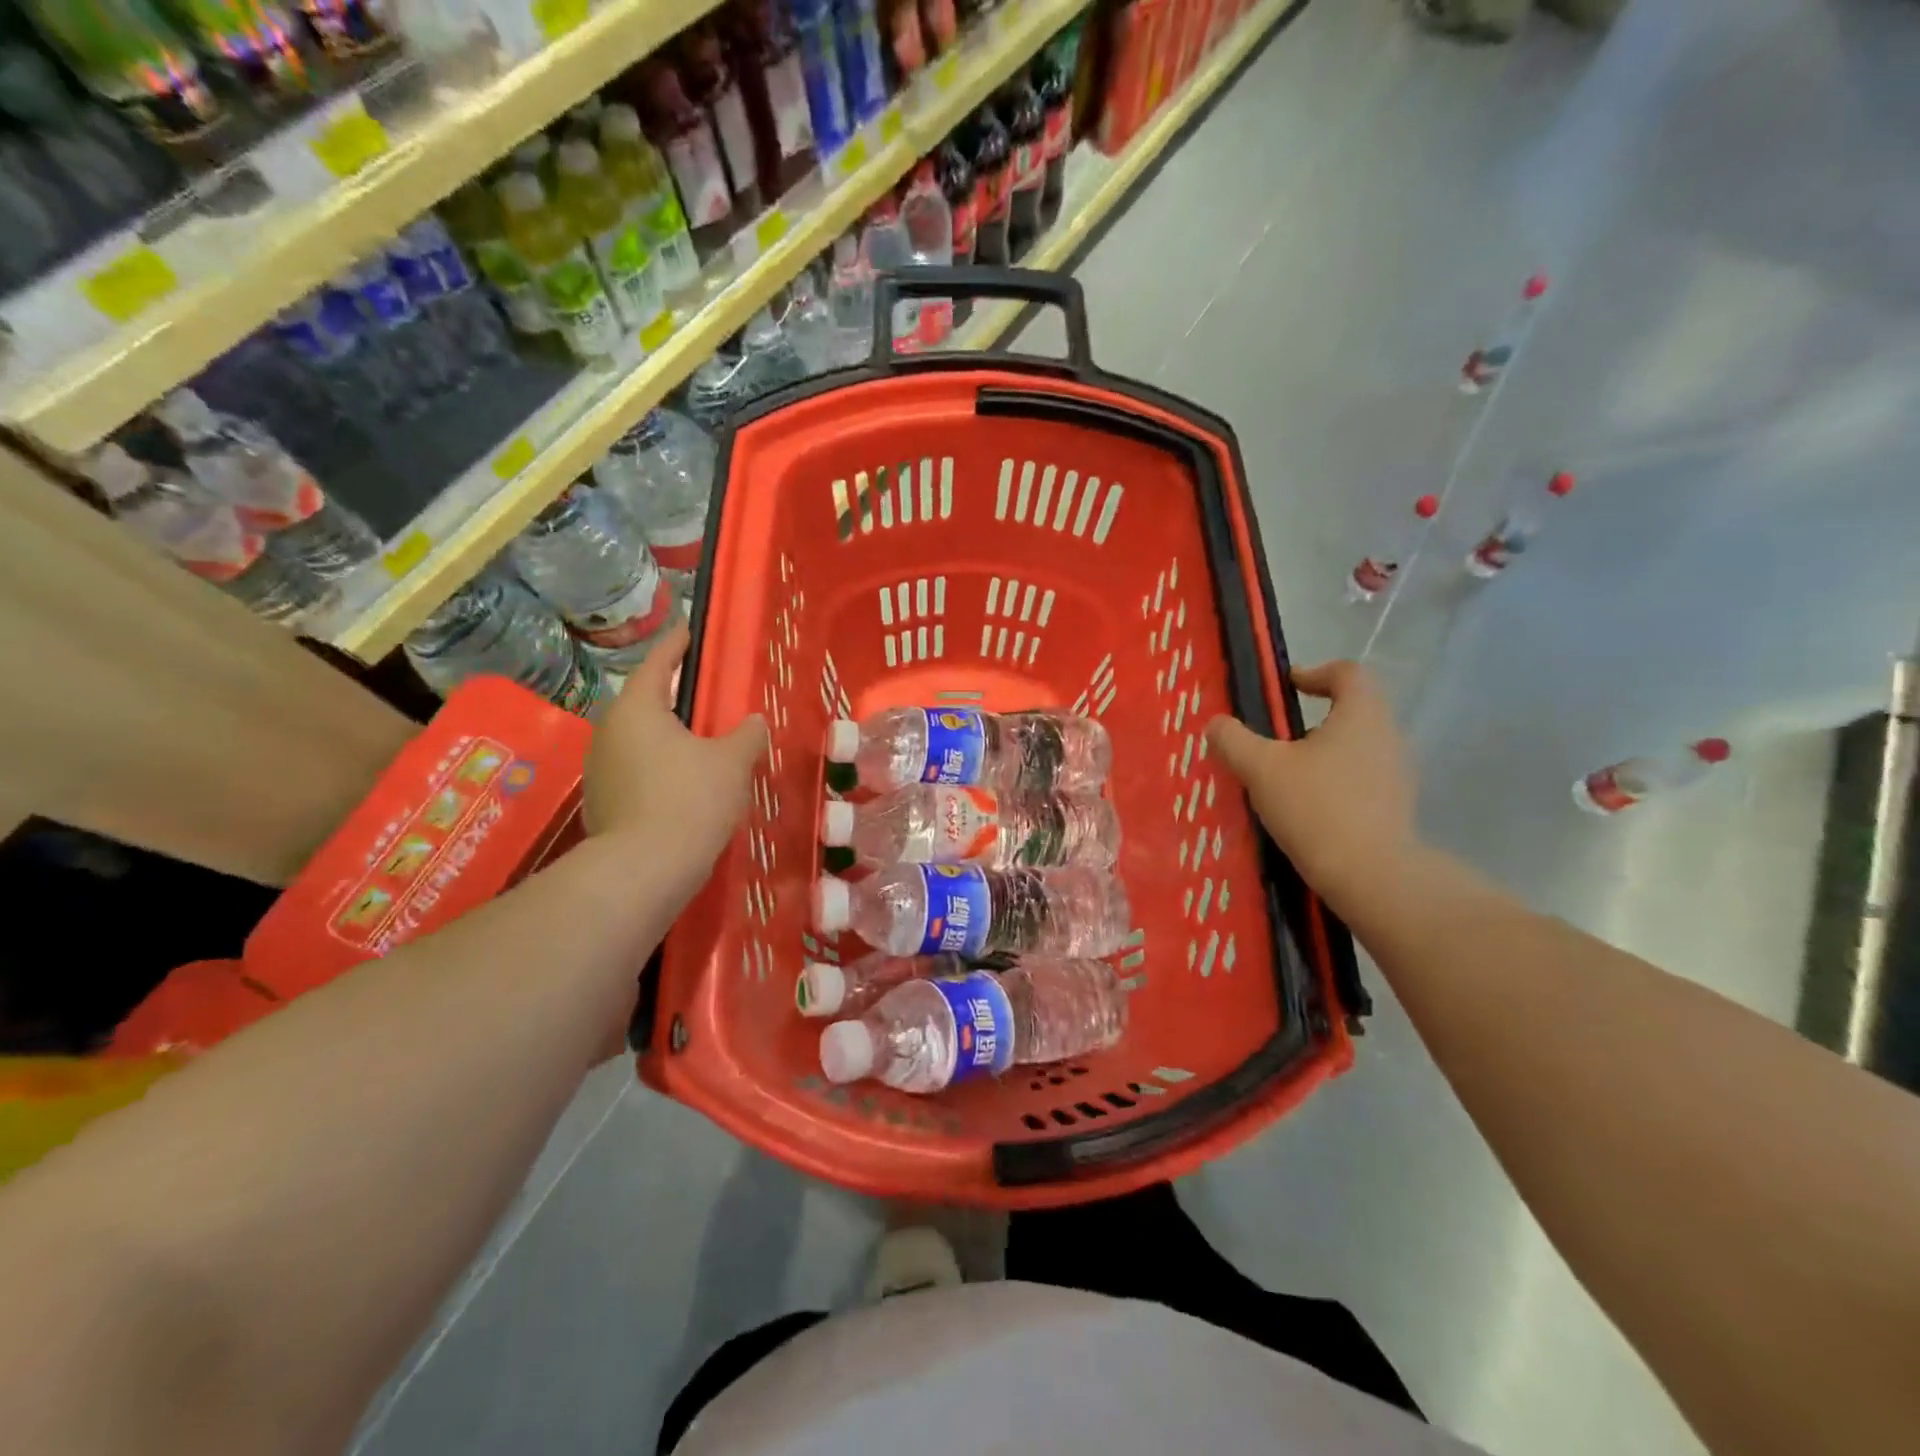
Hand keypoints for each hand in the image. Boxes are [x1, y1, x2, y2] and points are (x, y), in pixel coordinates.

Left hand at [585, 621, 766, 891]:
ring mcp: (600, 770)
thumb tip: (753, 723)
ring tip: (702, 749)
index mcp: (637, 710)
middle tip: (706, 699)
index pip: (658, 664)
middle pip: (646, 704)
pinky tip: (686, 790)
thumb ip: (746, 735)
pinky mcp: (602, 804)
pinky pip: (636, 774)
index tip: (689, 631)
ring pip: (640, 742)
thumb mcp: (732, 762)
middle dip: (675, 700)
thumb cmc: (691, 799)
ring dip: (668, 740)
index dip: (676, 645)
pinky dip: (660, 772)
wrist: (644, 871)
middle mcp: (609, 732)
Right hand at [1206, 661, 1417, 915]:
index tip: (1287, 687)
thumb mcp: (1260, 769)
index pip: (1347, 673)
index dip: (1315, 672)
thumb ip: (1233, 740)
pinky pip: (1361, 780)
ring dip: (1322, 753)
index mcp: (1361, 714)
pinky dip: (1333, 783)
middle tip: (1275, 738)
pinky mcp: (1395, 807)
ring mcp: (1397, 774)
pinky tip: (1305, 809)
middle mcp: (1387, 736)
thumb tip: (1216, 724)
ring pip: (1356, 747)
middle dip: (1312, 719)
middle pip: (1353, 710)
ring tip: (1284, 777)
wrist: (1371, 876)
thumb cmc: (1315, 808)